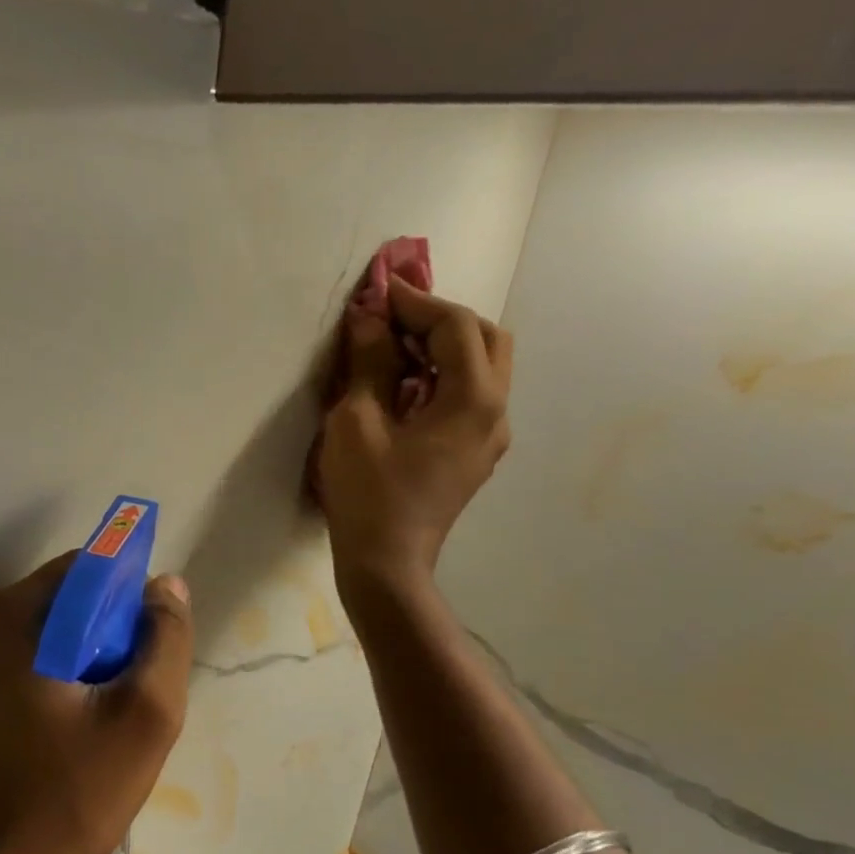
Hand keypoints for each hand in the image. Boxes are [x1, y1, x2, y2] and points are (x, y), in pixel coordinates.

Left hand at [0, 554, 193, 853]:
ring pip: (46, 632)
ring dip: (85, 658)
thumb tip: (165, 586)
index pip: (85, 569)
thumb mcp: (144, 716)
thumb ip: (165, 641)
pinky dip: (57, 676)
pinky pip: (24, 660)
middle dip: (107, 633)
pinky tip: (74, 727)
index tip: (148, 649)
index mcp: (8, 617)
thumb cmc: (71, 797)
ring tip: (105, 716)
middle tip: (130, 691)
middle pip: (64, 600)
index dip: (128, 599)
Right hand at [315, 275, 512, 597]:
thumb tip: (370, 318)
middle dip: (440, 320)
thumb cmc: (368, 493)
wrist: (385, 563)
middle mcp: (496, 412)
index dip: (416, 301)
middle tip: (393, 321)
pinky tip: (404, 391)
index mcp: (474, 399)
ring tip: (394, 353)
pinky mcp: (474, 456)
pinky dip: (442, 379)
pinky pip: (470, 399)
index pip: (455, 326)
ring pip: (483, 369)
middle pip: (486, 339)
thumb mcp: (358, 422)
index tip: (378, 290)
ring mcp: (490, 437)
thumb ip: (371, 362)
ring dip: (443, 349)